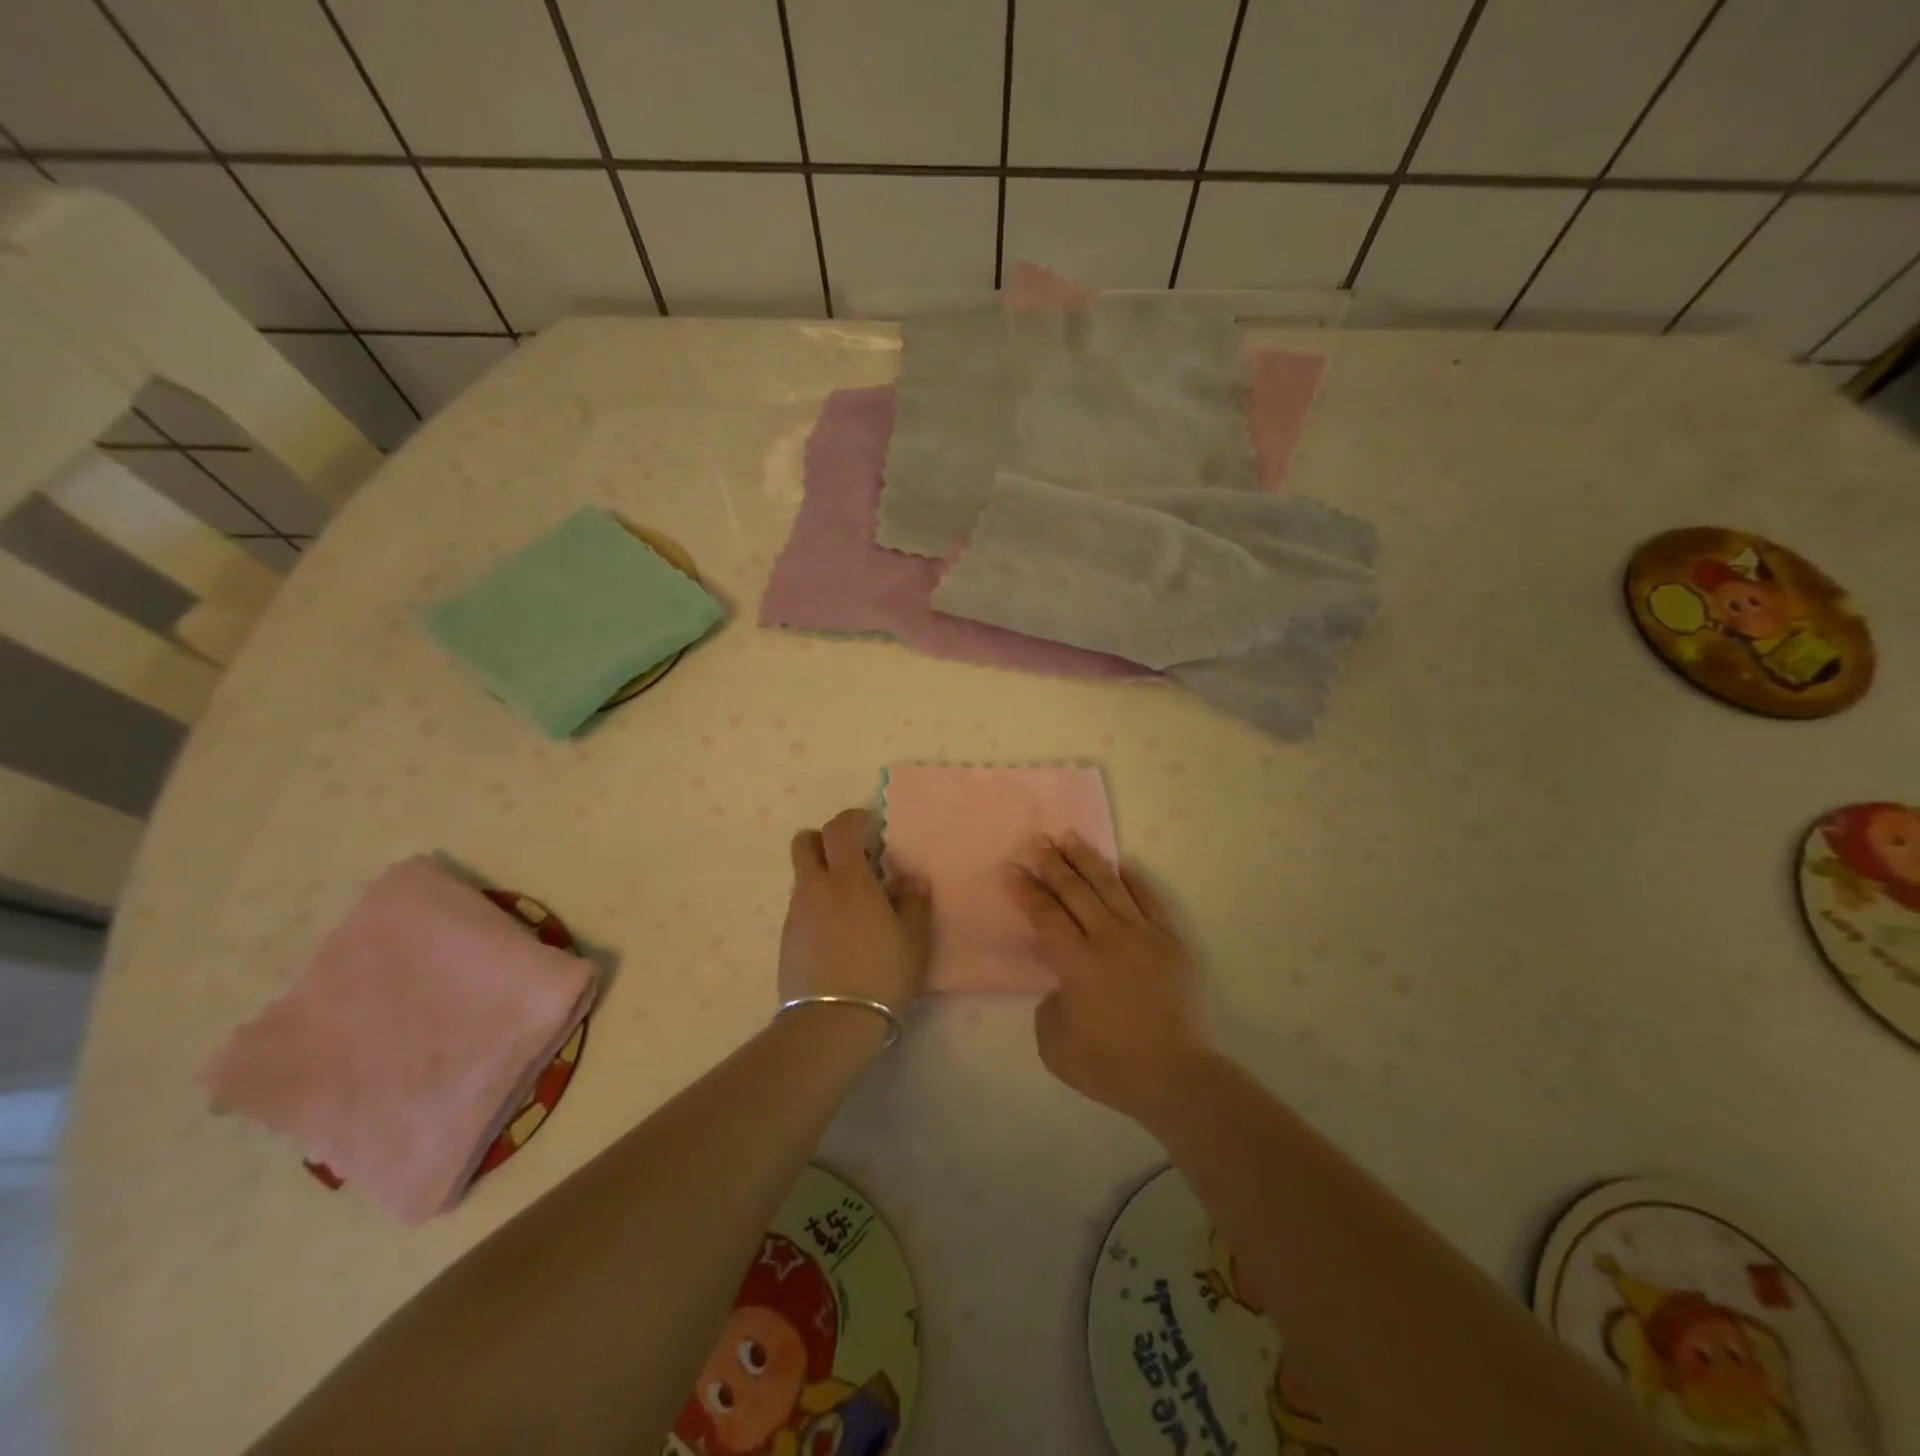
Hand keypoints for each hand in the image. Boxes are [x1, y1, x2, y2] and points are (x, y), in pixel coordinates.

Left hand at [780, 808, 931, 1015]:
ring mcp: (796, 914)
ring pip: (803, 877)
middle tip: (852, 859)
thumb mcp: (914, 939)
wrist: (831, 1023)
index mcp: (848, 879)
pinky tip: (838, 936)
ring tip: (851, 906)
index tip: (870, 827)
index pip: (839, 828)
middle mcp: (816, 888)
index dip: (853, 819)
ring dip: (823, 877)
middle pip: (804, 843)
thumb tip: (909, 880)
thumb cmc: (881, 973)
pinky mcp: (787, 940)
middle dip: (824, 840)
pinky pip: (801, 908)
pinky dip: (817, 907)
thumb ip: (914, 902)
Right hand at [1012, 835, 1213, 1123]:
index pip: (1045, 915)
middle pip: (1075, 891)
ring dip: (1087, 859)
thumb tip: (1062, 985)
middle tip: (1038, 841)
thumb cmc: (1111, 1066)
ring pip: (1110, 886)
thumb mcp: (1056, 1044)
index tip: (1011, 869)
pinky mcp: (1171, 942)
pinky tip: (1122, 865)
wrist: (1178, 1076)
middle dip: (1053, 864)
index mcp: (1077, 962)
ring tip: (1071, 837)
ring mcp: (1144, 935)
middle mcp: (1108, 938)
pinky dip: (1134, 880)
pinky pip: (1150, 900)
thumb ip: (1050, 1005)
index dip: (1025, 891)